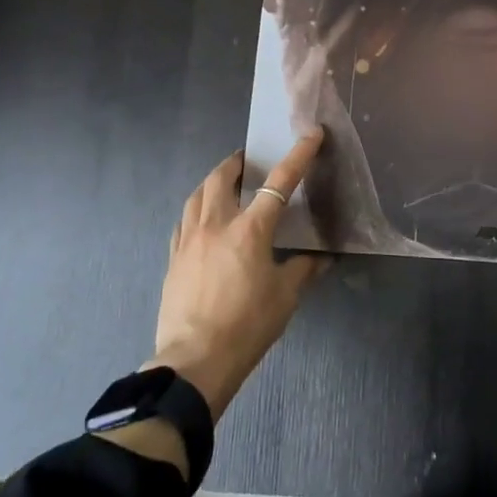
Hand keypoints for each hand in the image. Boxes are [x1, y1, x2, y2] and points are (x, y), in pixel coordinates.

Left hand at [150, 131, 329, 420]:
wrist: (194, 362)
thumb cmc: (247, 326)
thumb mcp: (285, 297)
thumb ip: (303, 270)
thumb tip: (323, 258)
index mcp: (249, 230)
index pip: (279, 183)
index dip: (298, 155)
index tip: (311, 134)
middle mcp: (216, 225)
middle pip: (223, 177)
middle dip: (238, 162)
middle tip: (249, 160)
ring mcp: (189, 240)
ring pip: (198, 194)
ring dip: (214, 181)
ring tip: (225, 182)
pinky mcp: (173, 258)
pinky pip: (184, 219)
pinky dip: (196, 208)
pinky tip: (201, 218)